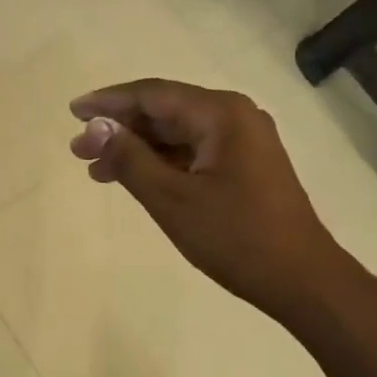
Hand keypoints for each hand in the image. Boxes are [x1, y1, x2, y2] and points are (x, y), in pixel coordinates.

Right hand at [69, 79, 334, 323]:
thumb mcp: (172, 199)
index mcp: (222, 114)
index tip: (73, 111)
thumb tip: (95, 127)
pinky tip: (132, 179)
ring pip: (176, 134)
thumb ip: (130, 158)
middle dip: (119, 129)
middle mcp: (234, 116)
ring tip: (96, 169)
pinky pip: (192, 152)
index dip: (109, 102)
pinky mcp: (245, 165)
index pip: (153, 95)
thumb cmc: (236, 237)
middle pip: (164, 112)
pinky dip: (161, 163)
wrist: (303, 281)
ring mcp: (243, 141)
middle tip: (78, 150)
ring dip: (137, 149)